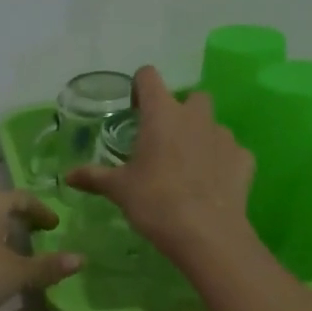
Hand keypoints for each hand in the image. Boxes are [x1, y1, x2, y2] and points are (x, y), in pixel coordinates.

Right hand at [65, 65, 255, 264]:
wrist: (206, 233)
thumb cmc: (155, 202)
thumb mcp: (119, 190)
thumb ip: (94, 177)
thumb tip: (67, 176)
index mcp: (162, 114)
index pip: (149, 77)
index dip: (140, 88)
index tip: (134, 111)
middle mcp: (196, 117)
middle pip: (191, 98)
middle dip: (179, 113)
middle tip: (164, 142)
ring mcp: (224, 137)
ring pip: (212, 126)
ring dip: (201, 138)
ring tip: (188, 168)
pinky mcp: (244, 160)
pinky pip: (231, 153)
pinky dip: (221, 163)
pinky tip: (211, 185)